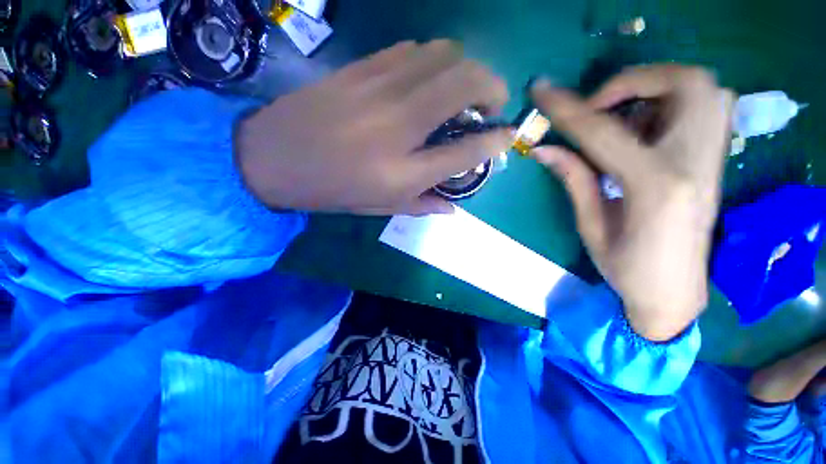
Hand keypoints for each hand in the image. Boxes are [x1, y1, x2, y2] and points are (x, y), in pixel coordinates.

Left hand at [236, 40, 512, 215]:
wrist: (274, 157)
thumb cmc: (333, 190)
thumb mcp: (381, 207)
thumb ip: (423, 205)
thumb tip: (453, 208)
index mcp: (405, 171)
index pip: (467, 150)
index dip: (496, 142)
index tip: (507, 136)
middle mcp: (400, 124)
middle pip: (466, 83)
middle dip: (493, 87)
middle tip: (488, 105)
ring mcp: (381, 88)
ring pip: (444, 53)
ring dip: (464, 68)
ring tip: (459, 91)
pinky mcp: (363, 68)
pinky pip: (413, 49)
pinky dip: (432, 60)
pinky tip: (425, 80)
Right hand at [531, 65, 734, 340]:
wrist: (676, 292)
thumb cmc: (627, 268)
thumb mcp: (590, 225)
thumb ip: (573, 179)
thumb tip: (544, 148)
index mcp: (654, 186)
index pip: (604, 132)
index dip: (568, 108)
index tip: (541, 89)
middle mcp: (694, 163)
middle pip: (684, 84)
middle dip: (632, 80)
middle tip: (597, 105)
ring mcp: (712, 159)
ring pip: (701, 88)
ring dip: (653, 87)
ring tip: (618, 115)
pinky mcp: (714, 160)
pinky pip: (704, 106)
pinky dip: (669, 102)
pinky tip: (643, 128)